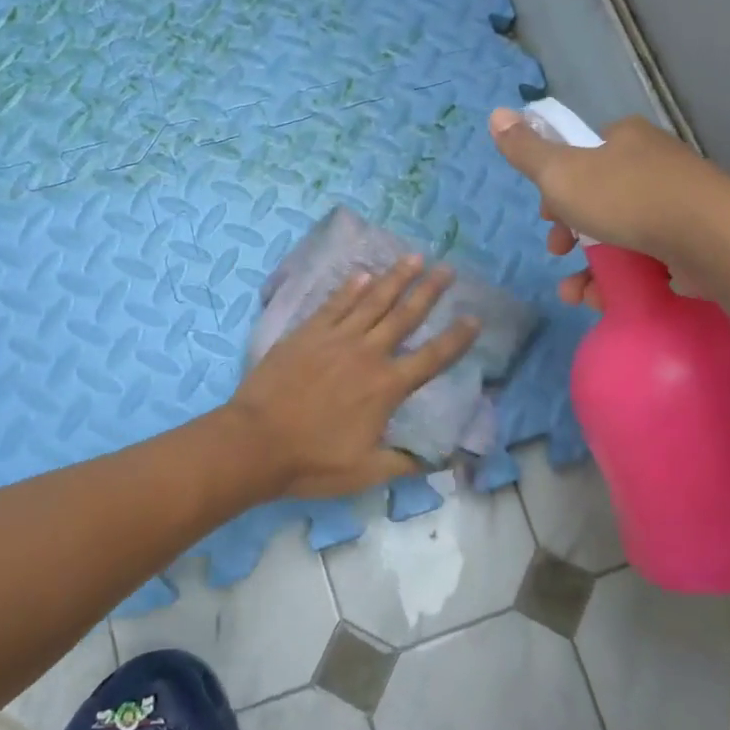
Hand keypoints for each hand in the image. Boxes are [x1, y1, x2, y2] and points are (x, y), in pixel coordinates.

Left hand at [227, 257, 479, 498]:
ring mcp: (335, 339)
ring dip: (395, 278)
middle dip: (429, 291)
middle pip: (405, 316)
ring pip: (372, 301)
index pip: (432, 358)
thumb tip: (443, 458)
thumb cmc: (312, 461)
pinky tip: (362, 274)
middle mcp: (367, 354)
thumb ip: (406, 462)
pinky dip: (350, 288)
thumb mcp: (367, 472)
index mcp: (386, 387)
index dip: (456, 338)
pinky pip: (334, 304)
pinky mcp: (307, 333)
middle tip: (448, 268)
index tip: (474, 317)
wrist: (256, 443)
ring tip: (414, 258)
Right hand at [487, 108, 706, 309]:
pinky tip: (604, 300)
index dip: (555, 188)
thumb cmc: (626, 198)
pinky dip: (622, 279)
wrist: (710, 237)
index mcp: (623, 138)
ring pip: (621, 233)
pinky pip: (648, 258)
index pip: (580, 156)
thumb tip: (495, 113)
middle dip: (571, 234)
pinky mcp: (695, 239)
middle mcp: (652, 163)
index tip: (546, 218)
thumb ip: (526, 151)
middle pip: (598, 198)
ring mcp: (678, 202)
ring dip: (590, 267)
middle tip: (558, 253)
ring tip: (576, 295)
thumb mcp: (560, 173)